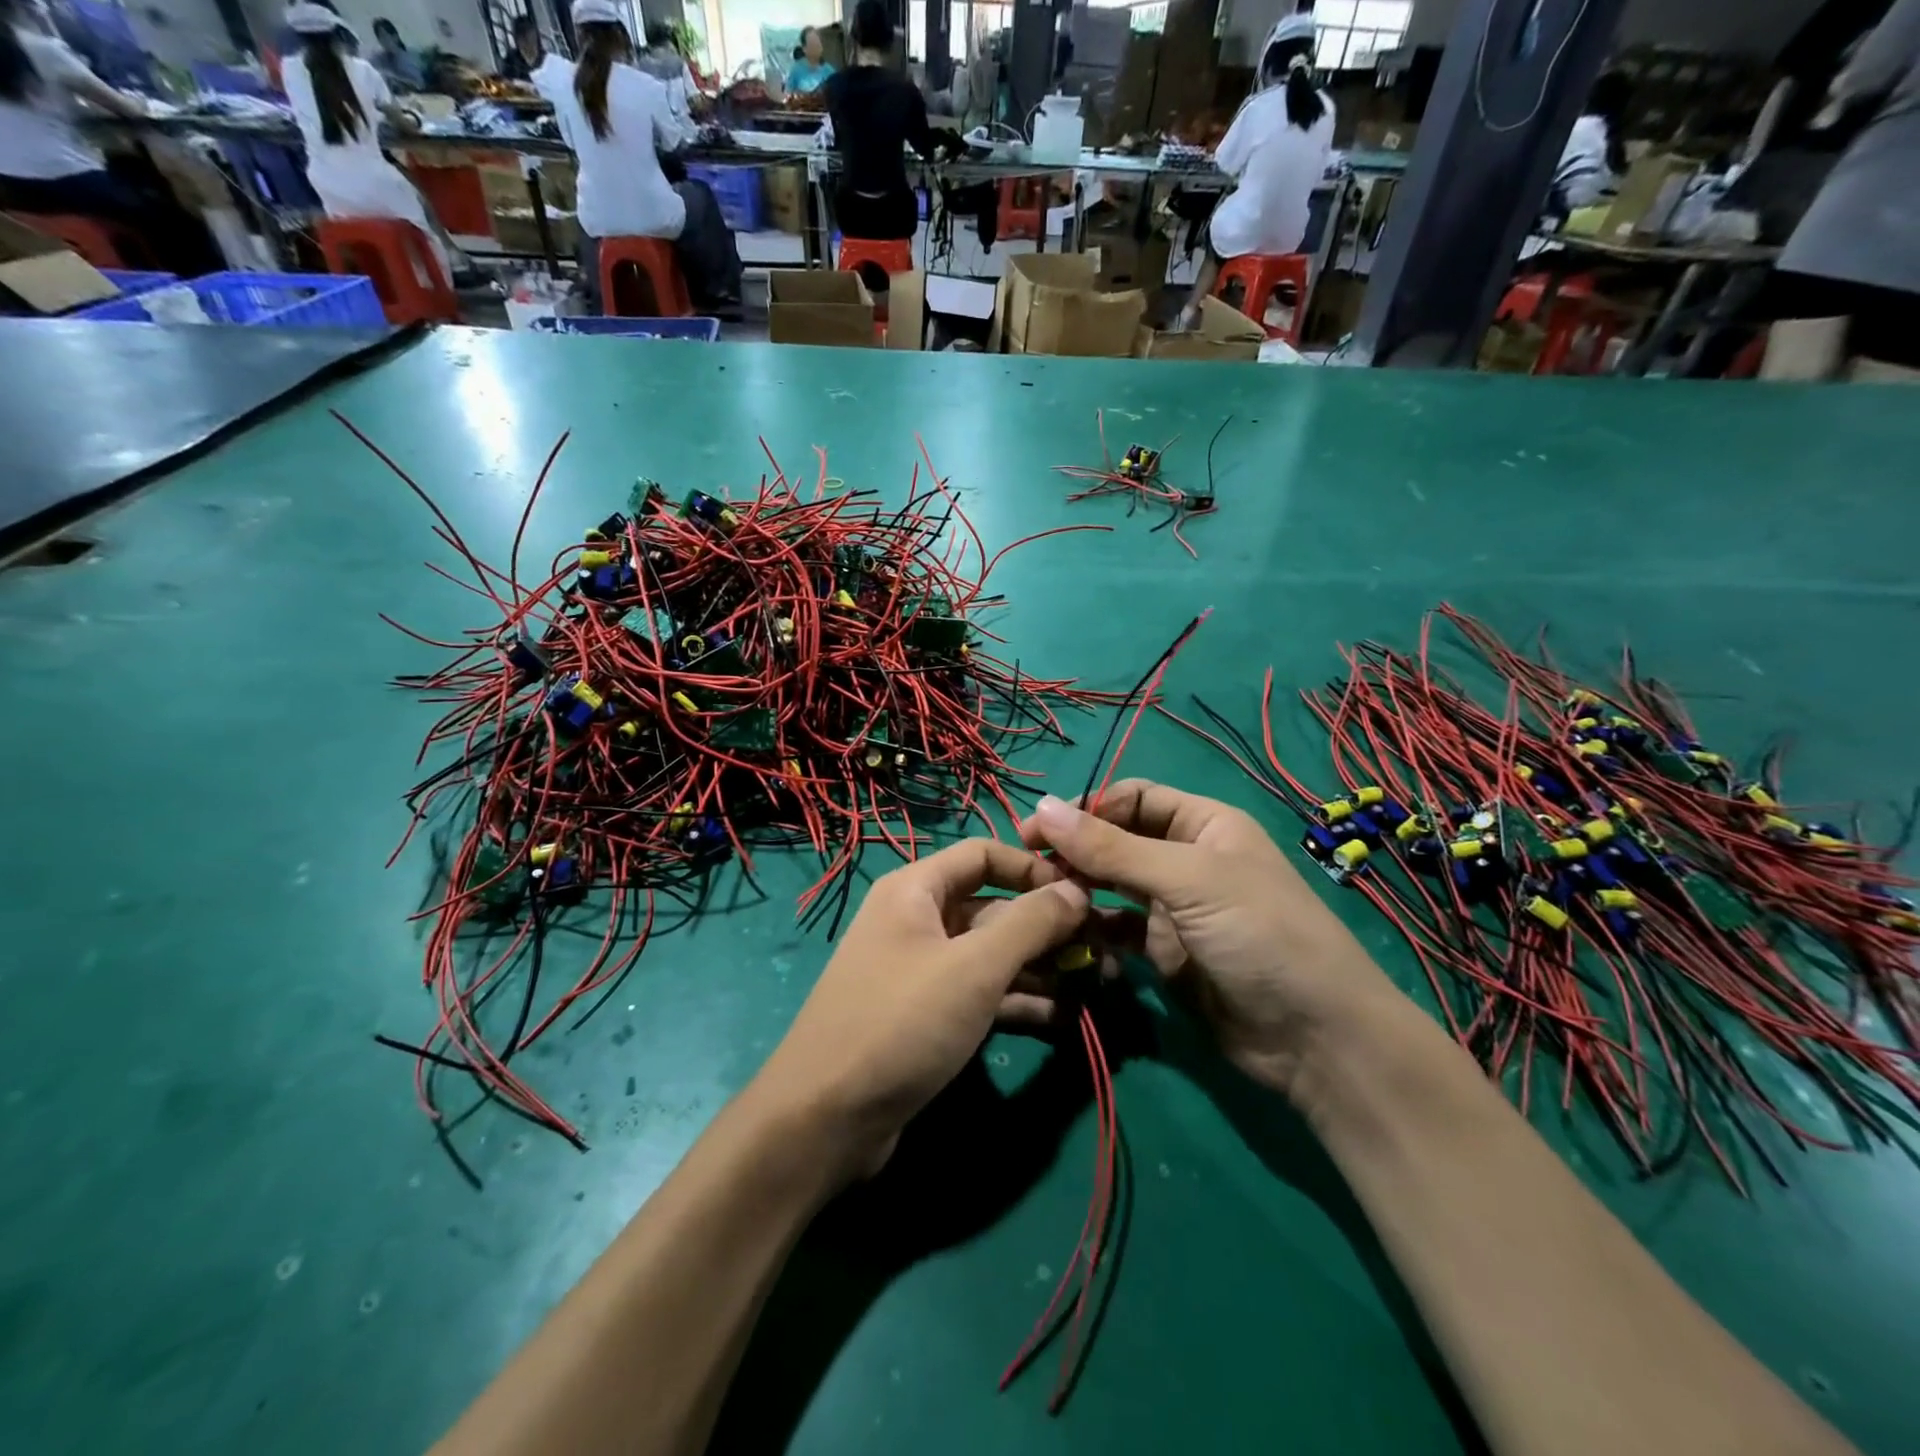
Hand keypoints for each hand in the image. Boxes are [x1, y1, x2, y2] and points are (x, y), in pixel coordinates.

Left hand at [754, 840, 1088, 1183]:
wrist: (825, 1119)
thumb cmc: (901, 1022)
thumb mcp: (974, 968)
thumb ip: (1031, 922)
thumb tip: (1076, 888)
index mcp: (915, 890)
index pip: (983, 854)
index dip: (1033, 867)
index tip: (1083, 892)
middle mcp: (917, 921)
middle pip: (992, 907)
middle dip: (1046, 926)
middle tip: (1102, 948)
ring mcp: (921, 971)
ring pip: (991, 954)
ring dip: (1041, 966)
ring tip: (1096, 983)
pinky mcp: (926, 1016)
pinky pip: (981, 994)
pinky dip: (1018, 1000)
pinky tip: (1063, 1018)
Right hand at [1020, 780, 1402, 1097]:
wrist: (1314, 1038)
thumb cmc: (1259, 934)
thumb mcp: (1188, 880)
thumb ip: (1112, 848)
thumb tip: (1043, 807)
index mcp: (1204, 824)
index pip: (1133, 798)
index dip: (1088, 807)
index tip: (1040, 829)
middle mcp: (1187, 860)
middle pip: (1117, 840)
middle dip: (1075, 849)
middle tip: (1026, 865)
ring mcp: (1174, 909)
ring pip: (1112, 886)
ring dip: (1078, 888)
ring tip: (1039, 899)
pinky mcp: (1164, 953)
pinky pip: (1117, 930)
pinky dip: (1092, 929)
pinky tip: (1065, 934)